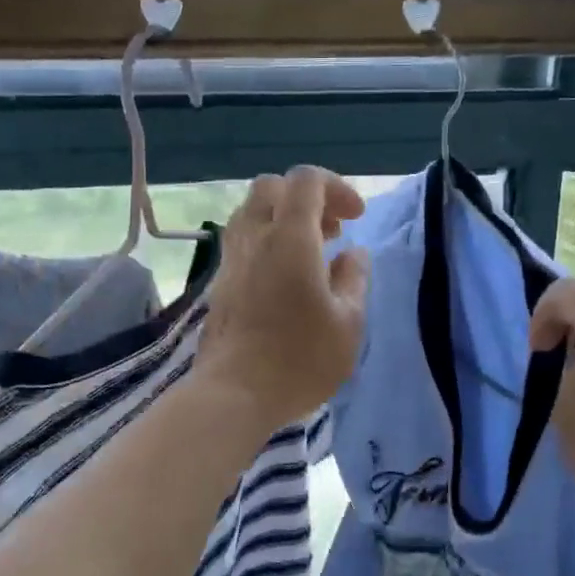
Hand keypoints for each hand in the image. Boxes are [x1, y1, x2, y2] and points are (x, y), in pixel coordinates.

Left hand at [196, 167, 370, 433]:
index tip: (355, 218)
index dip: (336, 187)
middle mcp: (254, 238)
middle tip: (332, 231)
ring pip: (251, 213)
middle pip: (272, 187)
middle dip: (307, 198)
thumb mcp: (348, 323)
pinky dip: (266, 242)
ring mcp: (230, 260)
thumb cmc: (300, 360)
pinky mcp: (218, 284)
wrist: (234, 395)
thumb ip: (354, 279)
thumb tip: (353, 254)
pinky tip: (285, 279)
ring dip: (283, 219)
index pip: (306, 180)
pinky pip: (242, 241)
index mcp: (289, 238)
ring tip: (311, 255)